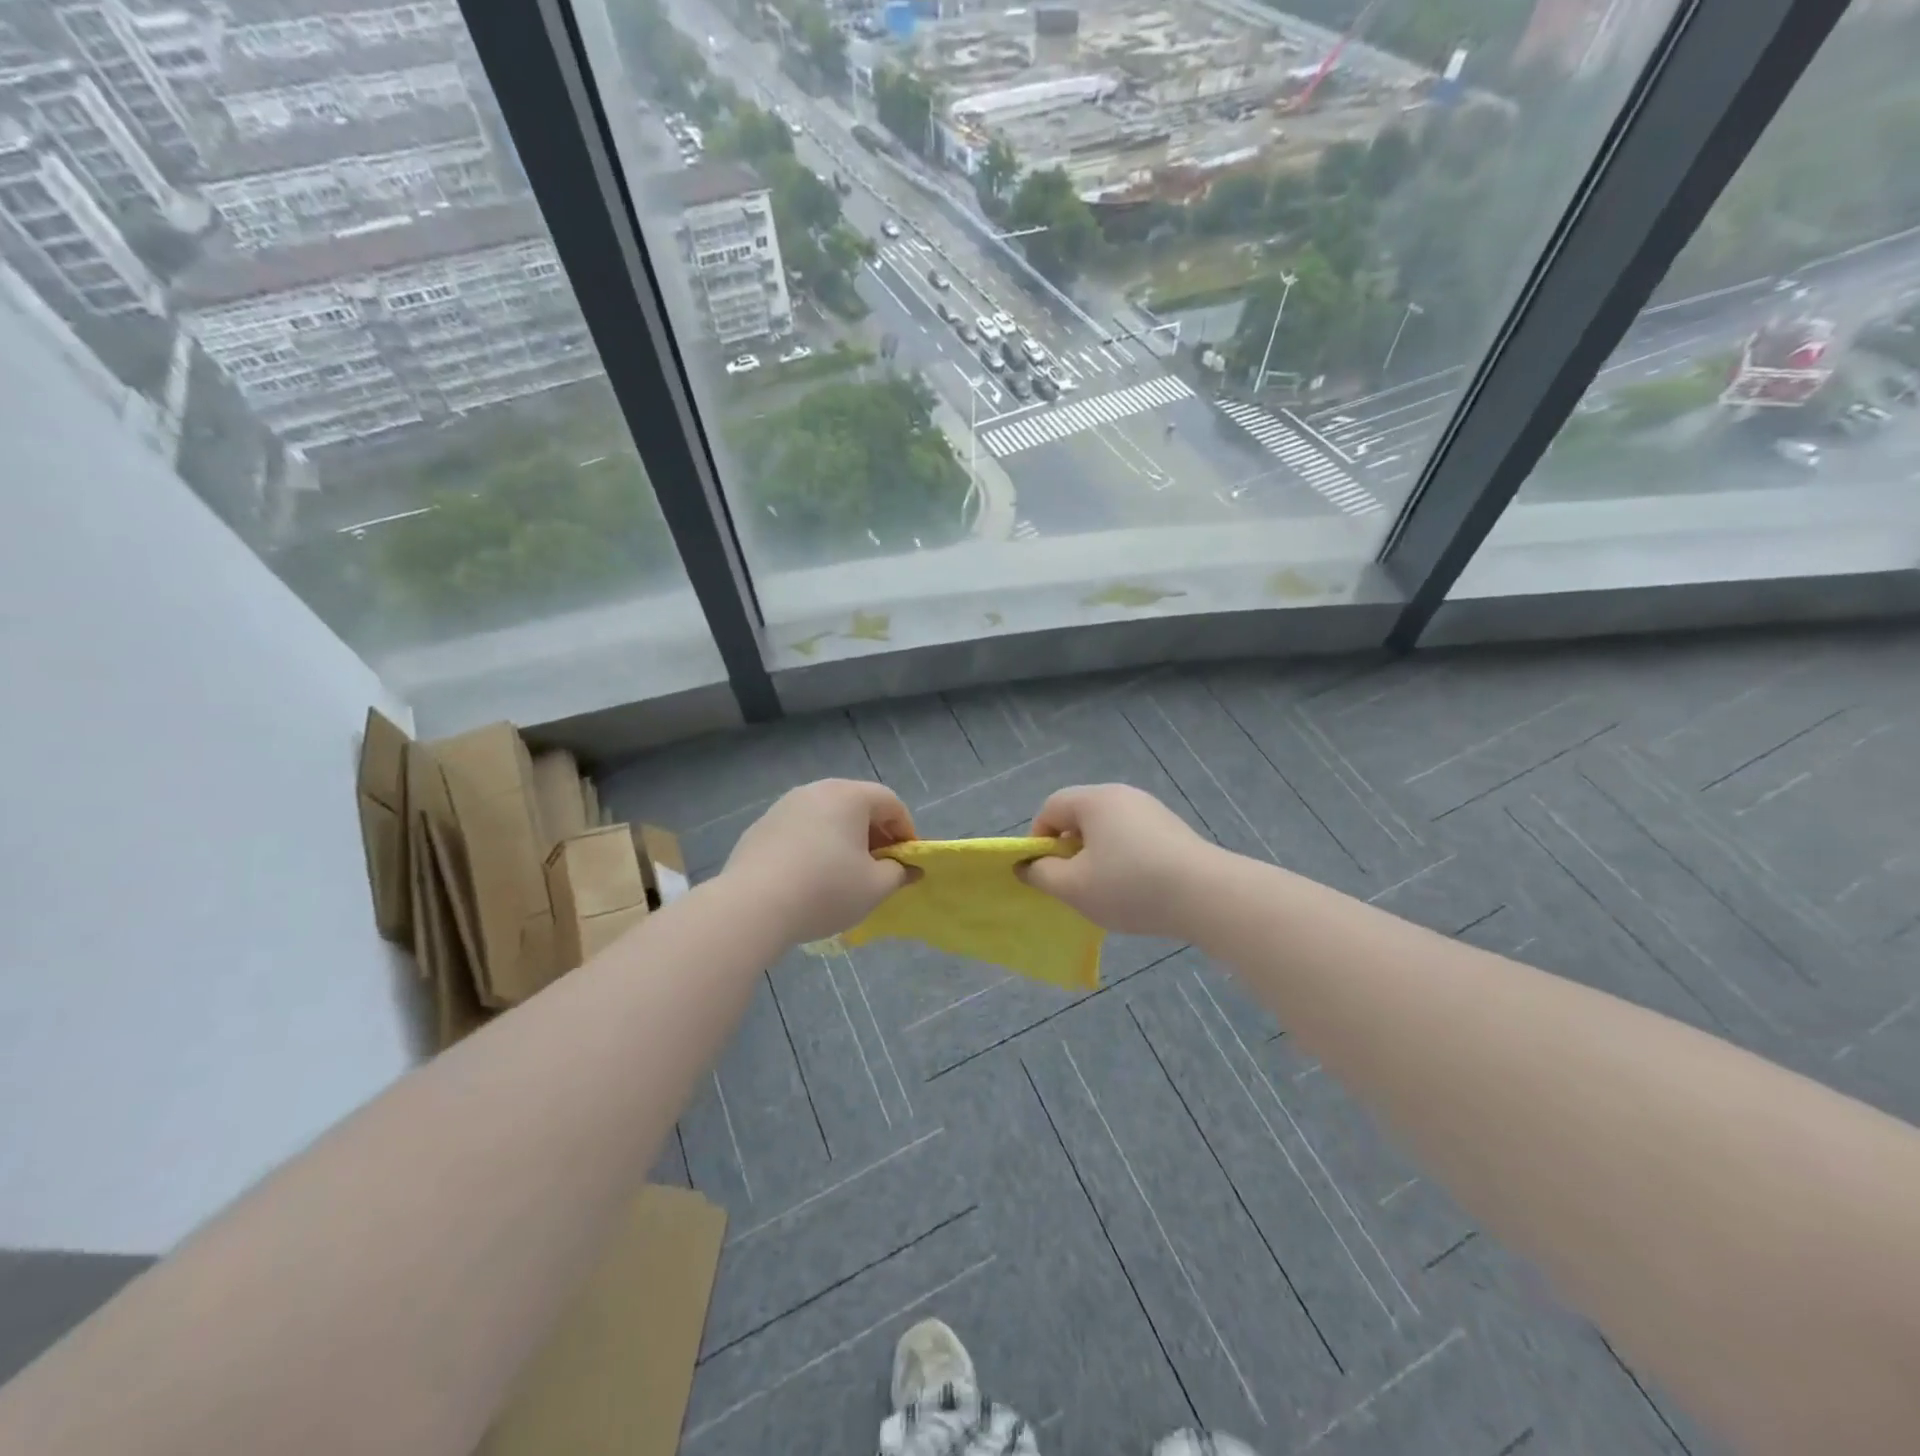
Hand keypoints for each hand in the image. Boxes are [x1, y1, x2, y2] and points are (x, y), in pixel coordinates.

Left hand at [724, 779, 915, 944]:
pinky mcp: (760, 827)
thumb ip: (898, 874)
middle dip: (875, 834)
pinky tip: (809, 878)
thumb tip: (909, 869)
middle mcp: (816, 790)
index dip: (905, 830)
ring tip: (845, 873)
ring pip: (826, 816)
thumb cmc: (826, 890)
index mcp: (849, 796)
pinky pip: (799, 830)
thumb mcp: (874, 887)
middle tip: (880, 867)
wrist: (752, 906)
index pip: (890, 802)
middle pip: (857, 805)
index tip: (907, 860)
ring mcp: (784, 806)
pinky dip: (814, 846)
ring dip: (843, 839)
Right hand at [1019, 784, 1217, 938]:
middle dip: (1068, 849)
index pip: (1050, 808)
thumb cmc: (1130, 886)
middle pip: (1079, 816)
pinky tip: (1135, 889)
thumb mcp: (1074, 887)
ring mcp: (1151, 810)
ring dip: (1096, 856)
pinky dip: (1123, 858)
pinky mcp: (1172, 829)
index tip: (1044, 872)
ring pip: (1107, 829)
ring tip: (1105, 890)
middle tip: (1072, 883)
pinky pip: (1132, 837)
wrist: (1207, 895)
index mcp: (1094, 800)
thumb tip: (1027, 865)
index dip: (1037, 839)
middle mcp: (1122, 795)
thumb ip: (1041, 874)